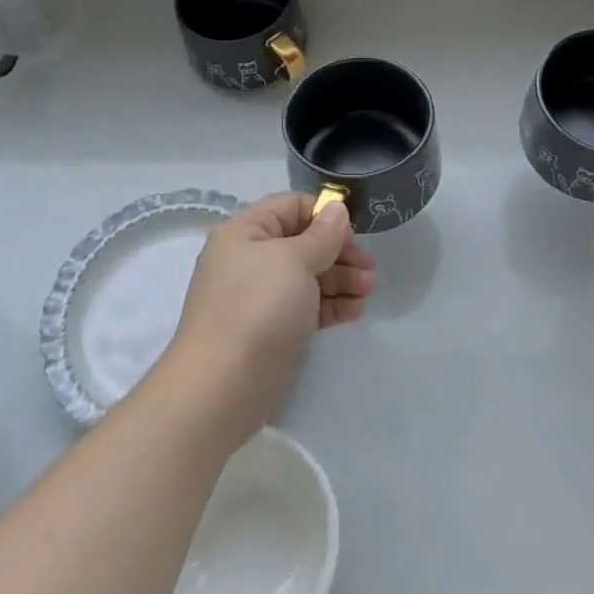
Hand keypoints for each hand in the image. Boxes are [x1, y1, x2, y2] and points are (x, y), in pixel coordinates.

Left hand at [156, 193, 374, 455]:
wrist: (223, 386)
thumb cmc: (258, 308)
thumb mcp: (294, 261)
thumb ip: (321, 235)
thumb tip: (337, 209)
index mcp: (246, 232)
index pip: (291, 207)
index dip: (325, 215)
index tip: (355, 232)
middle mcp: (251, 259)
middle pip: (304, 242)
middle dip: (340, 252)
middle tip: (370, 268)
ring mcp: (262, 296)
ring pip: (309, 276)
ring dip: (342, 279)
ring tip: (369, 290)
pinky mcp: (274, 328)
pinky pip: (307, 306)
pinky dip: (332, 305)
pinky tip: (356, 311)